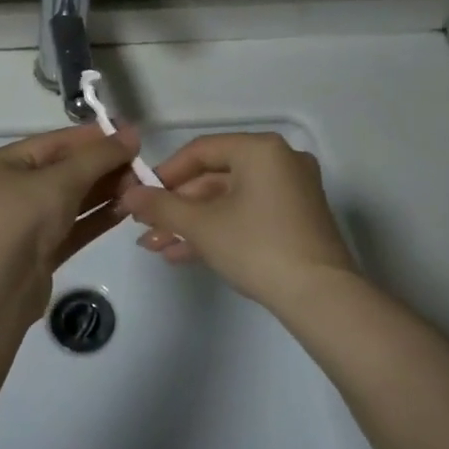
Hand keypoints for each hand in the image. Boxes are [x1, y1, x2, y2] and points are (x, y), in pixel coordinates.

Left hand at [0, 123, 140, 316]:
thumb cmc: (21, 219)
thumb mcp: (61, 179)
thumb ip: (99, 156)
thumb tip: (132, 134)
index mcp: (5, 164)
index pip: (55, 142)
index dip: (93, 138)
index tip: (131, 137)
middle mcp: (13, 190)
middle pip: (66, 171)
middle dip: (103, 167)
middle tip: (142, 166)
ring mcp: (27, 224)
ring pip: (72, 200)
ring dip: (105, 192)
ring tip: (141, 187)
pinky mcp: (41, 252)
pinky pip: (74, 227)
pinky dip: (98, 217)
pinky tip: (126, 210)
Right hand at [118, 132, 356, 306]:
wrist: (320, 298)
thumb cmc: (256, 247)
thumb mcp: (201, 225)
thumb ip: (161, 206)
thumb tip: (127, 195)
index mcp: (260, 150)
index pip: (201, 150)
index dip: (165, 173)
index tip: (141, 196)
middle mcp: (280, 161)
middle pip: (215, 177)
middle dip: (176, 206)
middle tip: (146, 226)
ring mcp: (292, 192)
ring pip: (229, 200)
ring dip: (192, 222)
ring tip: (156, 246)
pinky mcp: (296, 220)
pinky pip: (248, 214)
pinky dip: (218, 229)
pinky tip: (183, 253)